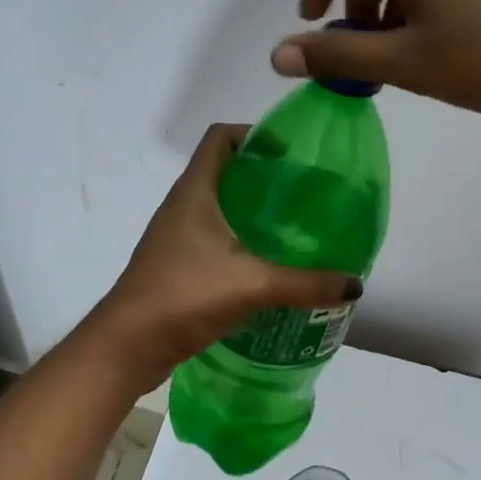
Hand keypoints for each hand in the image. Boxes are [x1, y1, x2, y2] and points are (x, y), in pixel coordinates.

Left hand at [85, 125, 362, 386]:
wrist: (126, 346)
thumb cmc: (183, 296)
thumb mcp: (251, 285)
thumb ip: (305, 284)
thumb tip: (354, 285)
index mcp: (194, 191)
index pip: (220, 137)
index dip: (253, 133)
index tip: (290, 151)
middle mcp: (182, 206)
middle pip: (224, 170)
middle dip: (263, 175)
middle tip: (304, 190)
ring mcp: (176, 236)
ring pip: (219, 207)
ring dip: (252, 211)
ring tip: (293, 225)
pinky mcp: (177, 264)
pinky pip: (214, 238)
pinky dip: (241, 240)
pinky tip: (268, 263)